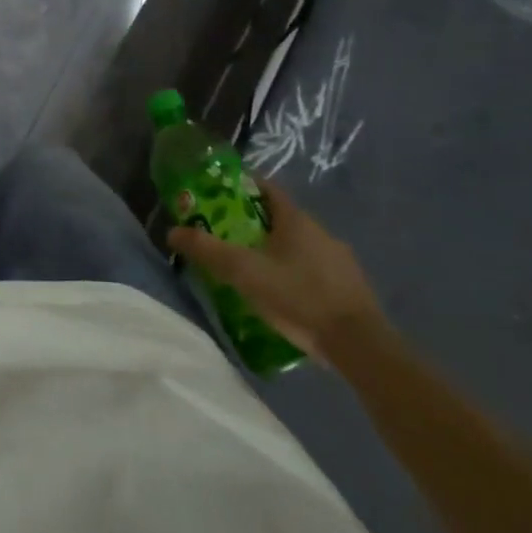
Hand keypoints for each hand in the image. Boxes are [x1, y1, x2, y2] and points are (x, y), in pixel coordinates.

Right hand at [166, 177, 384, 363]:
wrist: (359, 345)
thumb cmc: (297, 295)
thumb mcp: (243, 272)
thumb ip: (207, 250)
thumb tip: (172, 231)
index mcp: (296, 219)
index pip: (266, 188)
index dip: (242, 187)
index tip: (219, 196)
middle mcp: (320, 231)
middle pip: (281, 218)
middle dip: (253, 223)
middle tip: (227, 236)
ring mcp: (339, 260)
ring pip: (299, 245)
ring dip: (276, 250)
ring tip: (252, 269)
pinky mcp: (350, 287)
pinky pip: (314, 269)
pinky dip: (296, 273)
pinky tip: (284, 294)